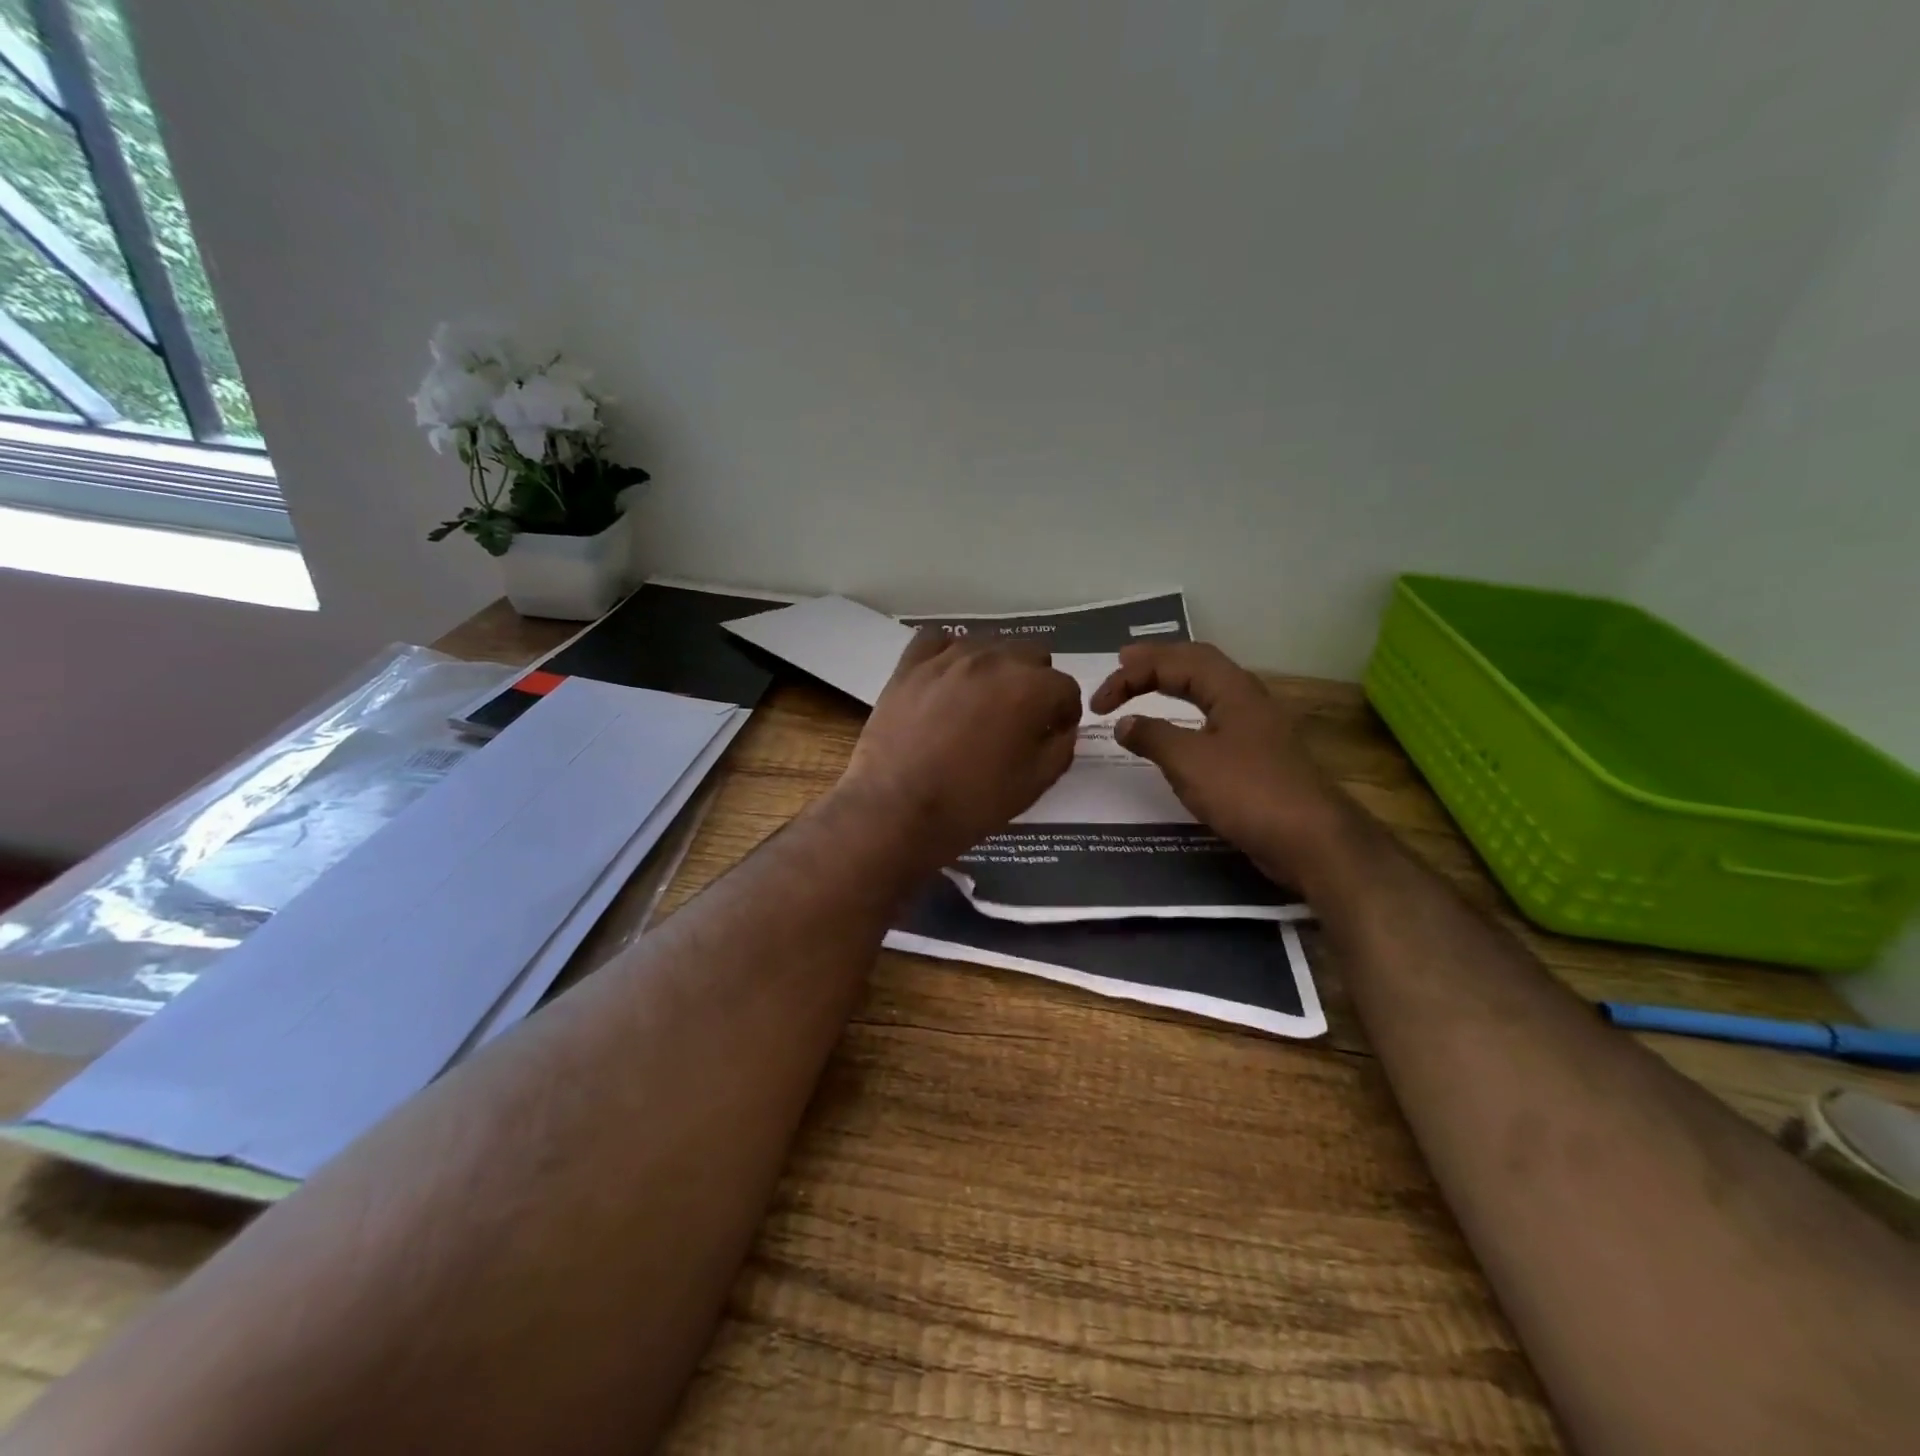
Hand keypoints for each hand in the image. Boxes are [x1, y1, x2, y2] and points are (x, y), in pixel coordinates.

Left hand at [837, 629, 1081, 866]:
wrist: (896, 808)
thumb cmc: (971, 802)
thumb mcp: (1034, 784)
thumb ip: (1060, 748)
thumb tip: (1062, 728)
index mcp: (1030, 689)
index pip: (1065, 687)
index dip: (1065, 712)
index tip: (1053, 732)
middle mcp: (993, 660)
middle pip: (1031, 655)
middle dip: (1035, 683)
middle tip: (1019, 718)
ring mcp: (948, 657)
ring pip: (988, 645)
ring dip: (996, 668)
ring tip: (982, 700)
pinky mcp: (911, 664)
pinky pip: (938, 640)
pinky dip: (950, 653)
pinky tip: (948, 677)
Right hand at [1089, 642, 1344, 882]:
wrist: (1310, 840)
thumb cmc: (1247, 792)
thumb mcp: (1190, 761)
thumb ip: (1153, 736)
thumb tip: (1123, 723)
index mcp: (1232, 689)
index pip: (1175, 662)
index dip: (1132, 674)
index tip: (1098, 703)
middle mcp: (1245, 699)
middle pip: (1196, 664)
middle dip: (1156, 661)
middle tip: (1122, 663)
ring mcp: (1254, 727)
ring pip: (1208, 689)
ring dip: (1173, 682)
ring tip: (1145, 684)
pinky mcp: (1256, 755)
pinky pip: (1213, 718)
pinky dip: (1185, 713)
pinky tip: (1177, 728)